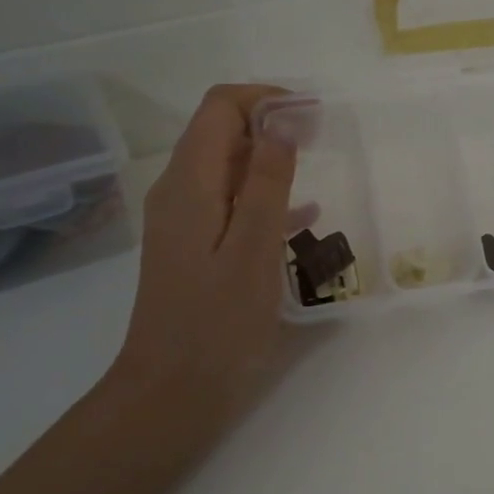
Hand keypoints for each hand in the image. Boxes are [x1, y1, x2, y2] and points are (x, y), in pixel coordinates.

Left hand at [104, 85, 298, 441]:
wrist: (171, 394)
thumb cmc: (217, 324)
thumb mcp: (252, 249)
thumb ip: (267, 181)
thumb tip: (283, 120)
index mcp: (188, 184)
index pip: (220, 107)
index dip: (266, 99)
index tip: (313, 115)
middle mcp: (178, 192)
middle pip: (220, 131)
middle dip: (270, 123)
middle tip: (323, 138)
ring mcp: (183, 221)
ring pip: (226, 167)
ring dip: (270, 158)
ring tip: (318, 168)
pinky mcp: (193, 247)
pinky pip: (230, 202)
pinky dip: (263, 196)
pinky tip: (303, 218)